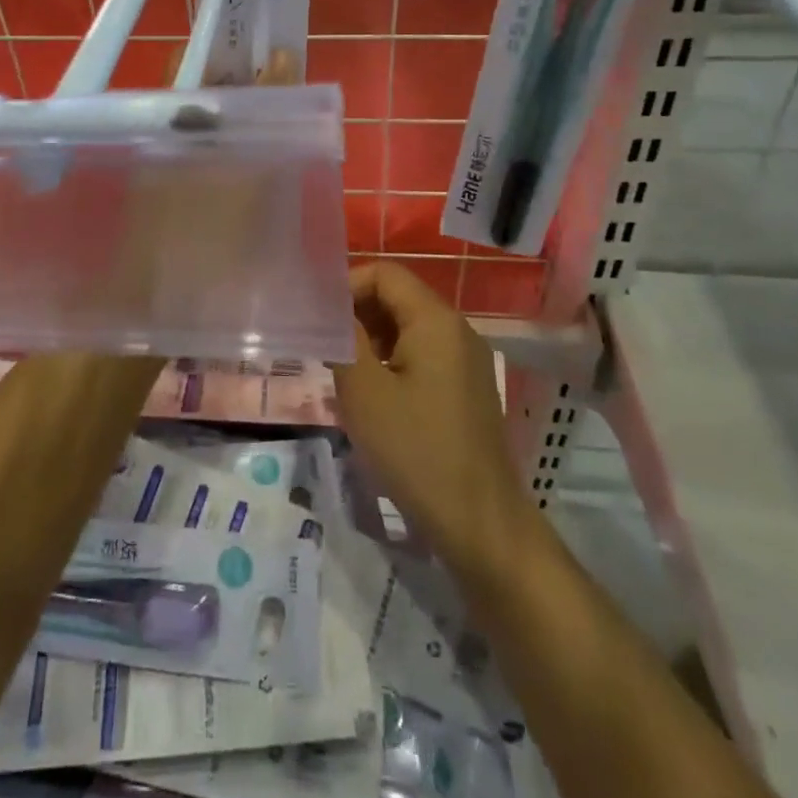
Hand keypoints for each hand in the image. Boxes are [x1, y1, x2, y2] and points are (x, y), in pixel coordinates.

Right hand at [333, 262, 524, 570]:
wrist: (479, 523)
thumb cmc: (416, 450)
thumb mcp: (364, 390)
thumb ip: (342, 337)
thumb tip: (327, 308)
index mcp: (435, 320)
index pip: (384, 274)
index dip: (346, 286)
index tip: (317, 319)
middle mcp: (456, 330)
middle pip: (397, 299)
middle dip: (356, 316)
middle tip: (323, 349)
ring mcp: (466, 361)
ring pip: (407, 330)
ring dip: (370, 343)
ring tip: (342, 377)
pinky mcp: (466, 390)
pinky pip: (422, 358)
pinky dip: (391, 364)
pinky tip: (372, 400)